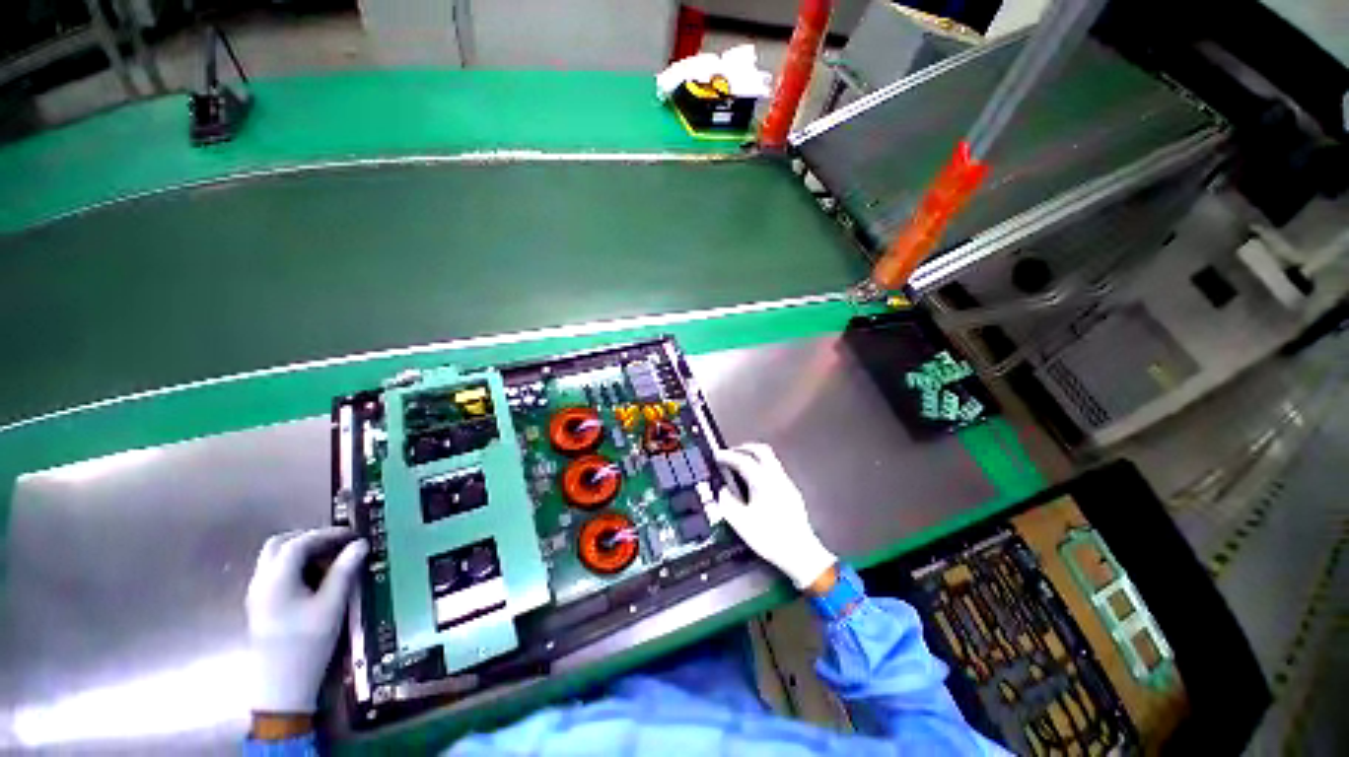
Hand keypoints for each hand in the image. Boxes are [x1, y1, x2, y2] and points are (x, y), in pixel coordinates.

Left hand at [246, 527, 367, 713]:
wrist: (281, 687)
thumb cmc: (307, 644)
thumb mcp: (332, 606)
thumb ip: (344, 572)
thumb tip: (360, 545)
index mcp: (276, 579)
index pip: (299, 543)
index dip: (327, 534)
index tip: (352, 535)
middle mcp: (261, 582)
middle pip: (280, 545)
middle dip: (309, 538)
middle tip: (338, 543)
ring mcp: (258, 594)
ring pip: (275, 558)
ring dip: (302, 552)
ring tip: (331, 560)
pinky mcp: (261, 606)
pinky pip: (275, 573)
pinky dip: (296, 566)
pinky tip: (316, 579)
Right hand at [714, 443, 836, 589]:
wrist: (800, 553)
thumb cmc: (769, 537)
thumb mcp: (740, 522)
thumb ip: (727, 502)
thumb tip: (722, 491)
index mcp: (763, 481)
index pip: (743, 460)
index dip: (728, 455)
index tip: (717, 455)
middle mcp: (776, 477)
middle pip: (761, 450)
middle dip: (744, 448)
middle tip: (731, 453)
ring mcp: (787, 483)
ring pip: (770, 458)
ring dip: (754, 456)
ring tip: (741, 464)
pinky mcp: (792, 492)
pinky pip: (775, 469)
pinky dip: (762, 467)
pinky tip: (755, 480)